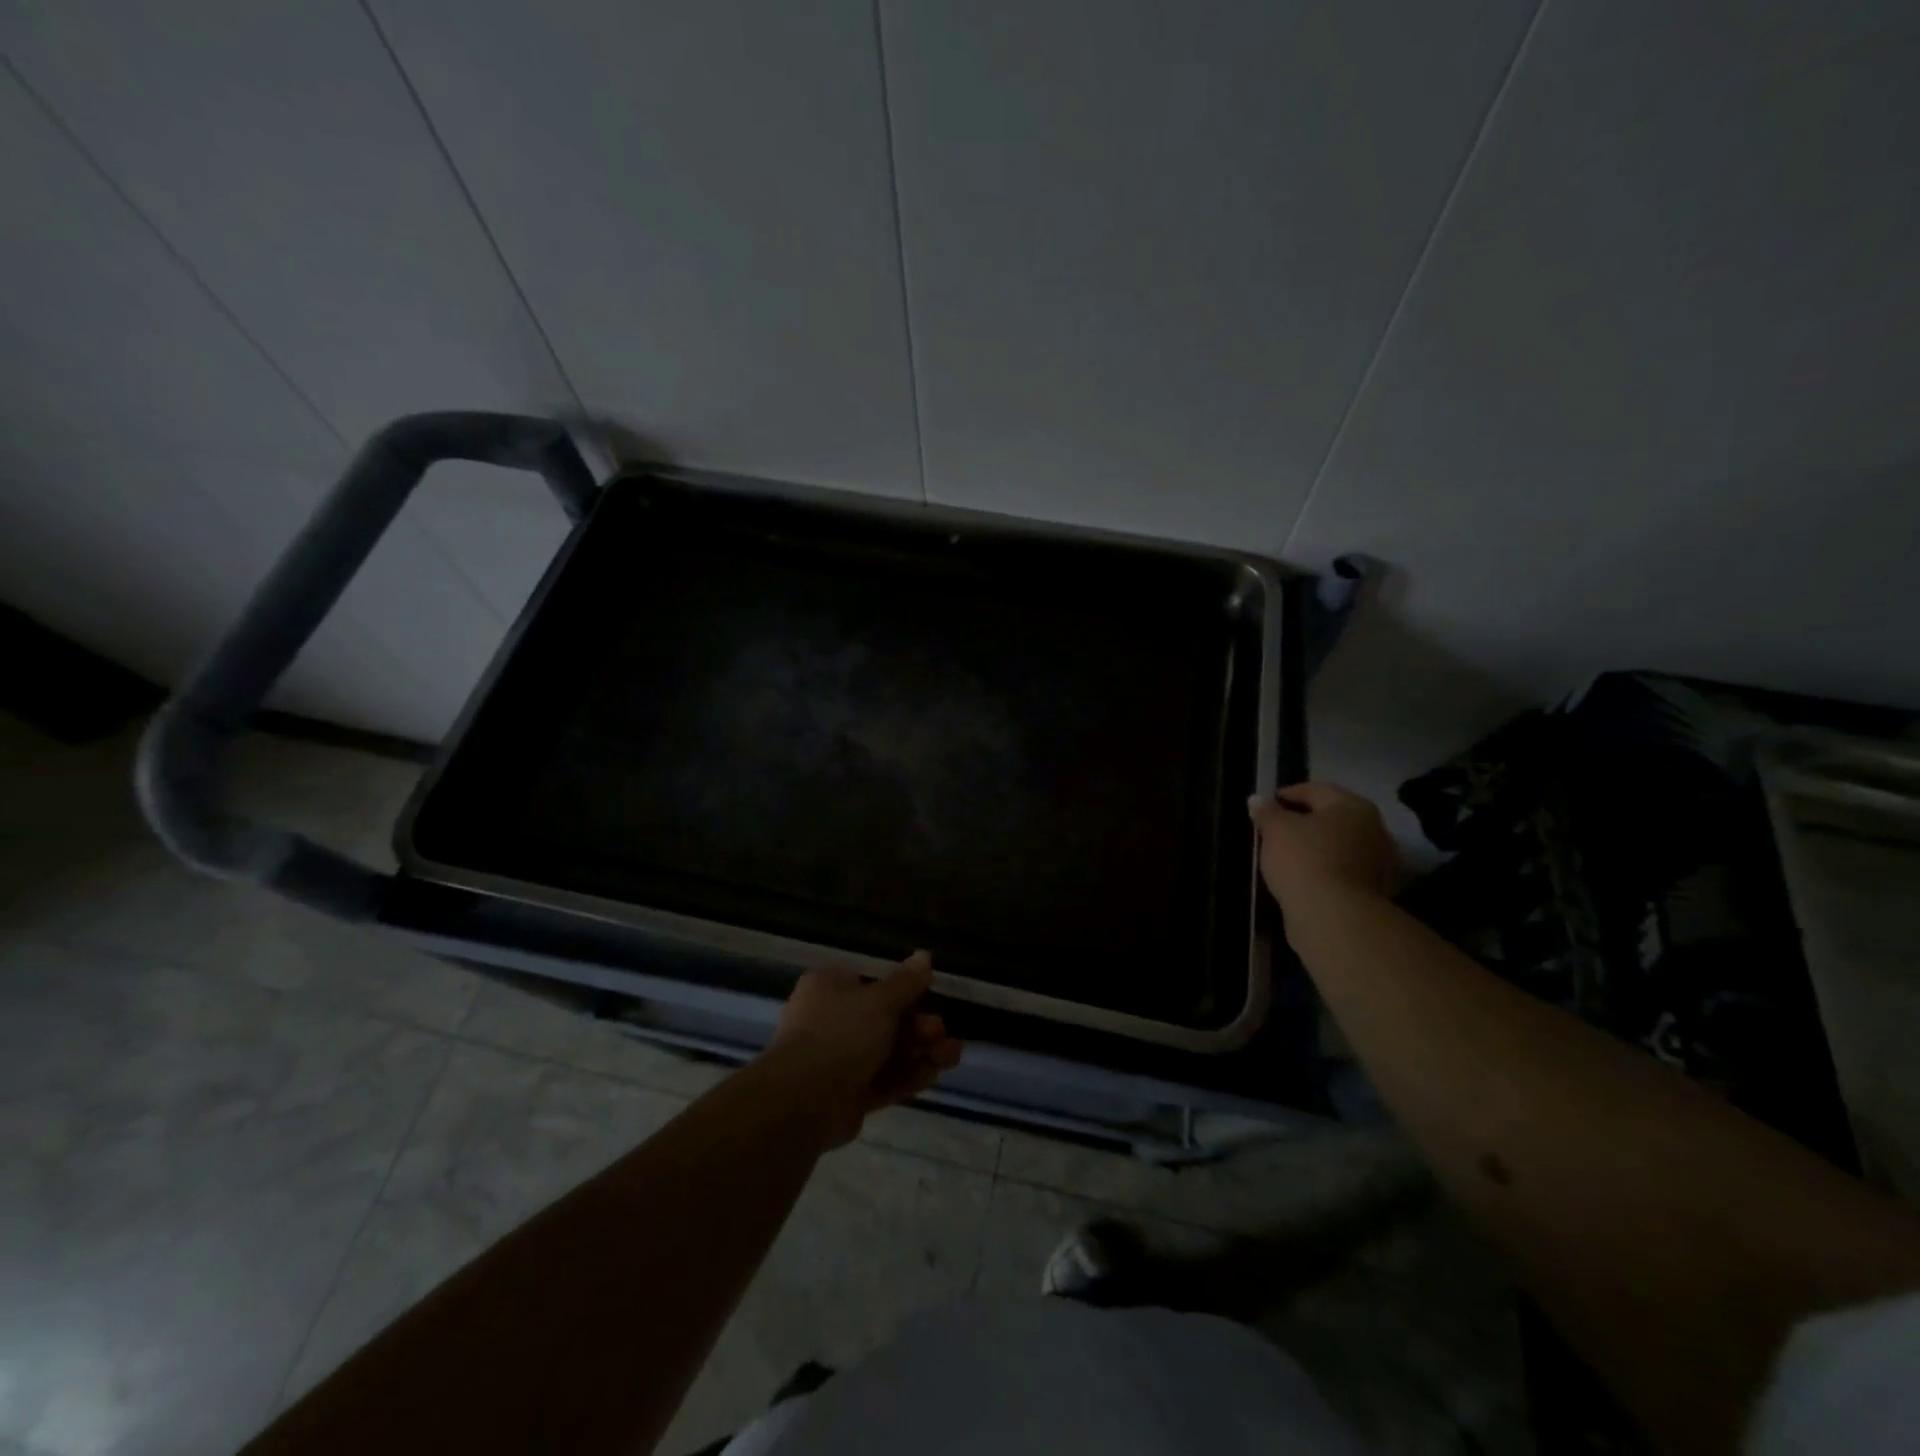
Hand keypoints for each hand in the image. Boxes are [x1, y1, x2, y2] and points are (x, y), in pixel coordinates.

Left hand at [759, 952, 963, 1147]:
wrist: (804, 1100)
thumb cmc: (841, 1033)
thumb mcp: (881, 1000)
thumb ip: (907, 982)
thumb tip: (925, 956)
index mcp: (829, 987)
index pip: (871, 984)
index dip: (903, 992)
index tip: (928, 998)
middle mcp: (830, 1020)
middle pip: (884, 1020)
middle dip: (918, 1027)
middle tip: (940, 1033)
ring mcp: (838, 1060)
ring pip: (887, 1052)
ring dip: (921, 1052)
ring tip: (951, 1055)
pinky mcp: (847, 1095)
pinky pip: (882, 1080)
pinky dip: (908, 1076)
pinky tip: (935, 1073)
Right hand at [1248, 782, 1397, 907]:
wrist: (1333, 916)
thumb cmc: (1303, 860)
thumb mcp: (1275, 830)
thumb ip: (1266, 812)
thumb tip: (1257, 799)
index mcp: (1352, 806)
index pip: (1315, 790)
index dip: (1287, 795)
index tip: (1265, 806)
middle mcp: (1373, 828)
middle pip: (1330, 817)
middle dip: (1303, 821)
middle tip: (1274, 830)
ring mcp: (1377, 861)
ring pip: (1337, 844)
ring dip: (1315, 846)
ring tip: (1285, 855)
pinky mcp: (1373, 890)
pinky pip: (1341, 868)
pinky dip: (1323, 867)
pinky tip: (1302, 875)